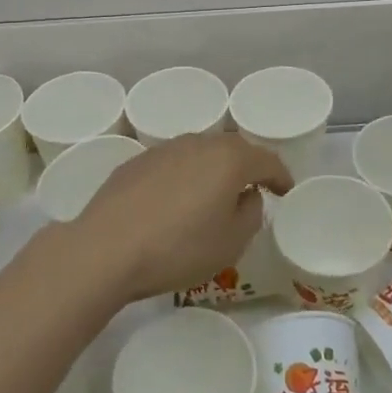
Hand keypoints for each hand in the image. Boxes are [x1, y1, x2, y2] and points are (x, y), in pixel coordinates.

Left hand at [74, 133, 292, 301]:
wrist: (105, 249)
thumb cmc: (178, 248)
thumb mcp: (231, 242)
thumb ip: (250, 214)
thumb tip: (247, 196)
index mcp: (229, 159)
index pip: (266, 159)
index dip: (281, 176)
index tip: (286, 191)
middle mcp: (198, 143)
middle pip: (233, 149)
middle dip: (246, 167)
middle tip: (252, 189)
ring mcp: (164, 149)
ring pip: (200, 153)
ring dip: (212, 170)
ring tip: (213, 195)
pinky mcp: (136, 162)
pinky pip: (172, 164)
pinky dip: (183, 177)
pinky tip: (174, 202)